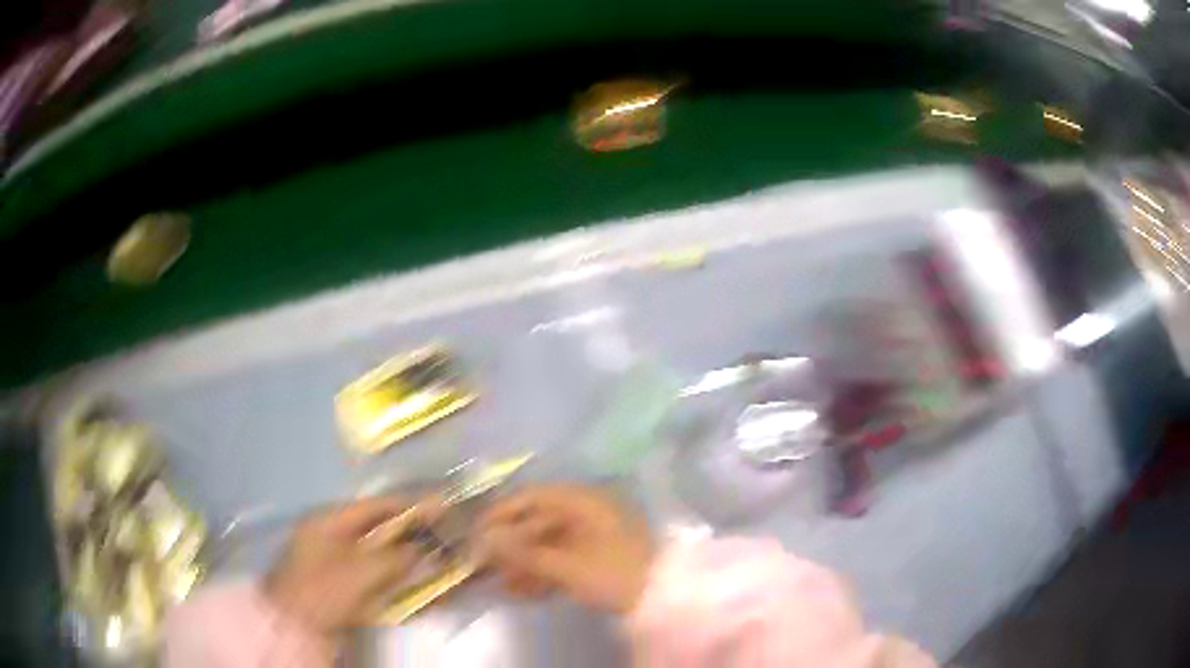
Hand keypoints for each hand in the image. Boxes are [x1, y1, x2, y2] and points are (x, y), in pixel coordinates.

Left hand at [264, 496, 441, 634]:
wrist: (295, 624)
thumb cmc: (326, 588)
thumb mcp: (363, 570)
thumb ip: (396, 556)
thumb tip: (423, 548)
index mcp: (327, 520)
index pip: (373, 506)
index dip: (405, 506)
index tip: (436, 507)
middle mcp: (326, 534)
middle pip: (373, 529)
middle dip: (404, 533)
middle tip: (435, 537)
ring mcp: (327, 559)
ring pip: (372, 553)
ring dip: (398, 557)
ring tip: (427, 560)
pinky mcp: (333, 583)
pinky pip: (366, 573)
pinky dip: (386, 575)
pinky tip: (404, 582)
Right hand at [480, 484, 653, 613]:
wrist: (664, 598)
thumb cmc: (613, 572)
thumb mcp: (565, 565)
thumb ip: (523, 552)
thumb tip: (486, 539)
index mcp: (581, 501)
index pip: (531, 497)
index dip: (502, 513)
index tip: (477, 532)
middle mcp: (587, 511)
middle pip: (538, 522)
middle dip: (511, 546)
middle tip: (486, 565)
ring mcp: (595, 534)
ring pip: (549, 544)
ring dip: (525, 564)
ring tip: (503, 585)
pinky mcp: (601, 557)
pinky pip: (564, 559)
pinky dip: (544, 573)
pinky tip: (525, 592)